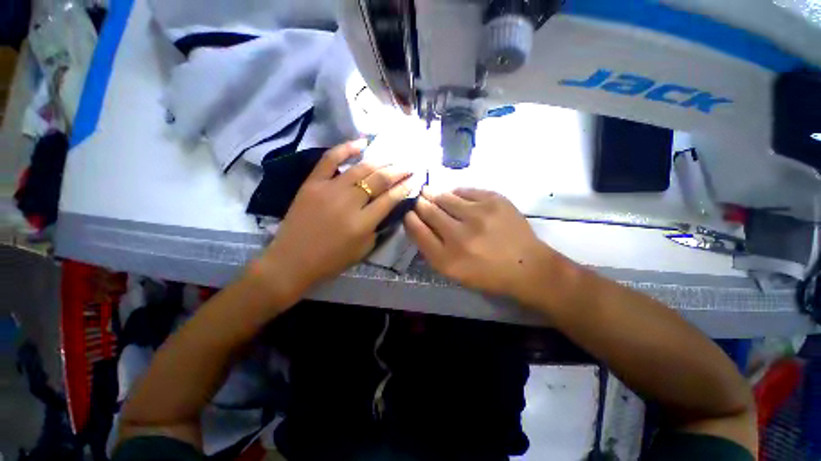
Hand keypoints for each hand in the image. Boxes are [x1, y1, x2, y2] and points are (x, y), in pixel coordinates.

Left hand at [258, 141, 411, 302]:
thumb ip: (378, 227)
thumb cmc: (331, 260)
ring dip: (381, 161)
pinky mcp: (312, 183)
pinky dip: (346, 148)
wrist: (292, 261)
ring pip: (361, 168)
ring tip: (393, 158)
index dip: (405, 187)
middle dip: (398, 171)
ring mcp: (329, 189)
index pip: (390, 199)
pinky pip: (329, 159)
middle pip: (379, 180)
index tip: (415, 179)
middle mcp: (349, 203)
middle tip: (409, 166)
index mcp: (362, 223)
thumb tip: (387, 207)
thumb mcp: (364, 250)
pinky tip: (361, 143)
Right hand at [404, 188, 570, 305]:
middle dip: (419, 203)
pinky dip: (456, 192)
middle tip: (417, 198)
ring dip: (434, 194)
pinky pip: (465, 190)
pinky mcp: (495, 200)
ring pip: (444, 196)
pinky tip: (455, 196)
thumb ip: (431, 250)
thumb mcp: (453, 272)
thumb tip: (417, 223)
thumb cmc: (487, 274)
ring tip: (430, 192)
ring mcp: (479, 215)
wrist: (527, 266)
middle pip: (428, 211)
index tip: (408, 213)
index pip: (418, 231)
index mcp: (448, 259)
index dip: (410, 219)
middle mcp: (460, 236)